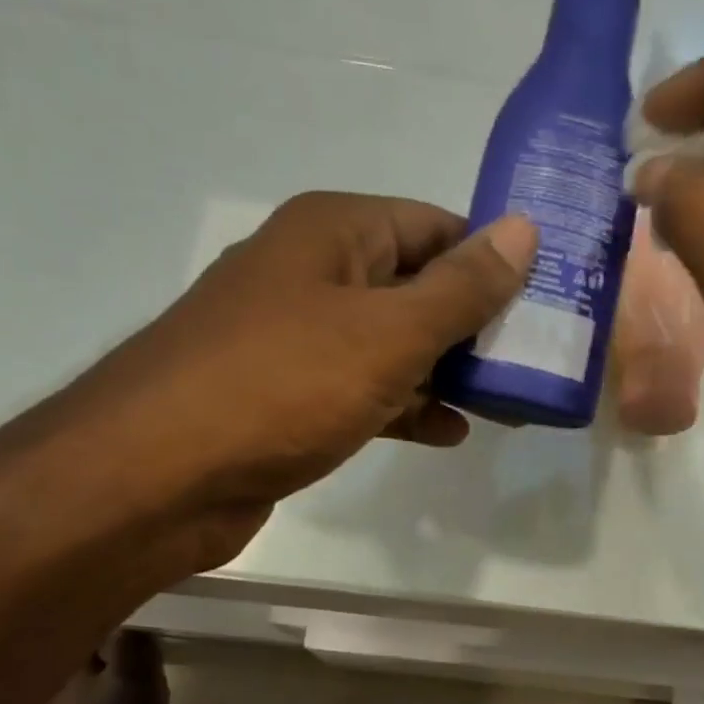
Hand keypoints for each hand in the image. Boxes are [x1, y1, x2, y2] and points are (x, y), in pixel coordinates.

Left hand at [38, 192, 535, 568]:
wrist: (156, 477)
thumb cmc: (282, 385)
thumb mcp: (389, 333)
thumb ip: (461, 288)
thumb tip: (524, 229)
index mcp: (334, 233)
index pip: (436, 226)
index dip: (493, 260)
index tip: (547, 302)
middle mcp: (313, 273)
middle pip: (416, 286)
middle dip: (475, 326)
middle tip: (534, 363)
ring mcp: (296, 338)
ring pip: (392, 344)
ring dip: (446, 372)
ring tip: (507, 405)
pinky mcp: (287, 396)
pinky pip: (363, 389)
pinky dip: (405, 407)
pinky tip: (447, 433)